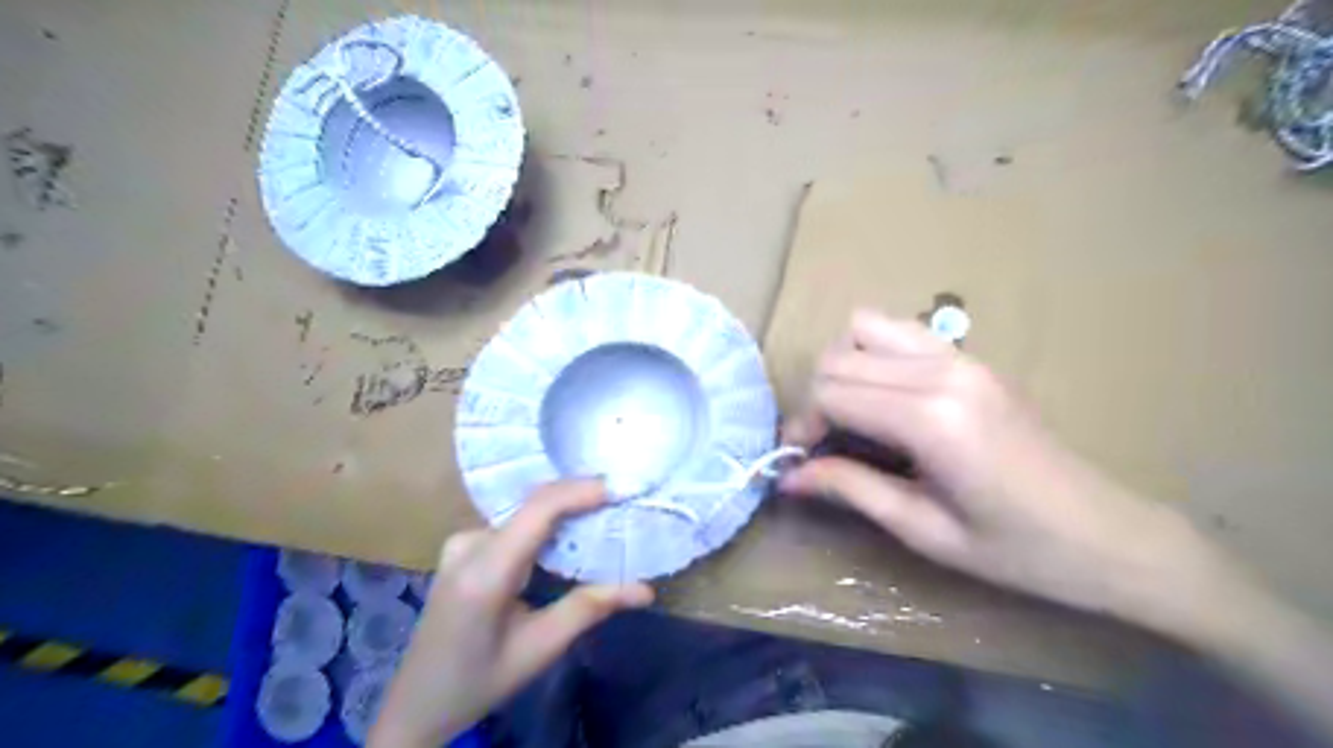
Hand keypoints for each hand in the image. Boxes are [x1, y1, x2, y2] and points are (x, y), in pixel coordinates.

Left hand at [370, 482, 650, 744]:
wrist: (417, 703)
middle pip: (533, 506)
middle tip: (622, 503)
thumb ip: (589, 609)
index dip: (581, 491)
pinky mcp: (462, 547)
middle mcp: (469, 544)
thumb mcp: (539, 649)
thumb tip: (645, 589)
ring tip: (604, 515)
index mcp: (485, 572)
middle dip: (581, 499)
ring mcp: (461, 542)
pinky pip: (514, 524)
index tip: (621, 488)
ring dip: (565, 512)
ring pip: (525, 513)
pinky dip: (546, 525)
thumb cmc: (479, 681)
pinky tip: (569, 535)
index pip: (538, 510)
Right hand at [784, 310, 1234, 637]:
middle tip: (822, 445)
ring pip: (865, 328)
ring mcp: (961, 357)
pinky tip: (886, 397)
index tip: (799, 461)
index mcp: (931, 420)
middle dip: (816, 399)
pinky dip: (875, 354)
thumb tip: (788, 477)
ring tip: (851, 414)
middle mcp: (942, 372)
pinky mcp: (973, 357)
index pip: (832, 392)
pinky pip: (901, 331)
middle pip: (840, 356)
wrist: (1106, 534)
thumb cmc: (1015, 550)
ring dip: (844, 368)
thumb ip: (850, 489)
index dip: (803, 425)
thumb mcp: (923, 530)